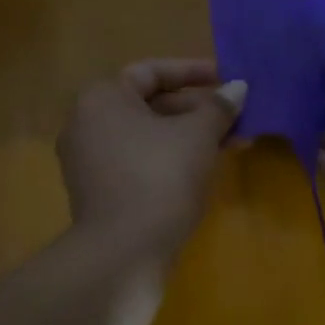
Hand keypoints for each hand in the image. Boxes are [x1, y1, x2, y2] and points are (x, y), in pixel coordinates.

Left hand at [59, 59, 246, 263]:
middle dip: (199, 110)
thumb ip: (219, 106)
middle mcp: (87, 123)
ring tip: (235, 143)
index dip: (193, 71)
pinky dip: (172, 158)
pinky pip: (140, 161)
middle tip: (238, 116)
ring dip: (191, 136)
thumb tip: (238, 88)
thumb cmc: (160, 177)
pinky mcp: (99, 191)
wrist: (123, 253)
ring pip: (149, 136)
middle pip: (151, 104)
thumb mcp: (198, 135)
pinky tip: (206, 168)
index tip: (227, 78)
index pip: (152, 72)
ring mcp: (89, 161)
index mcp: (102, 98)